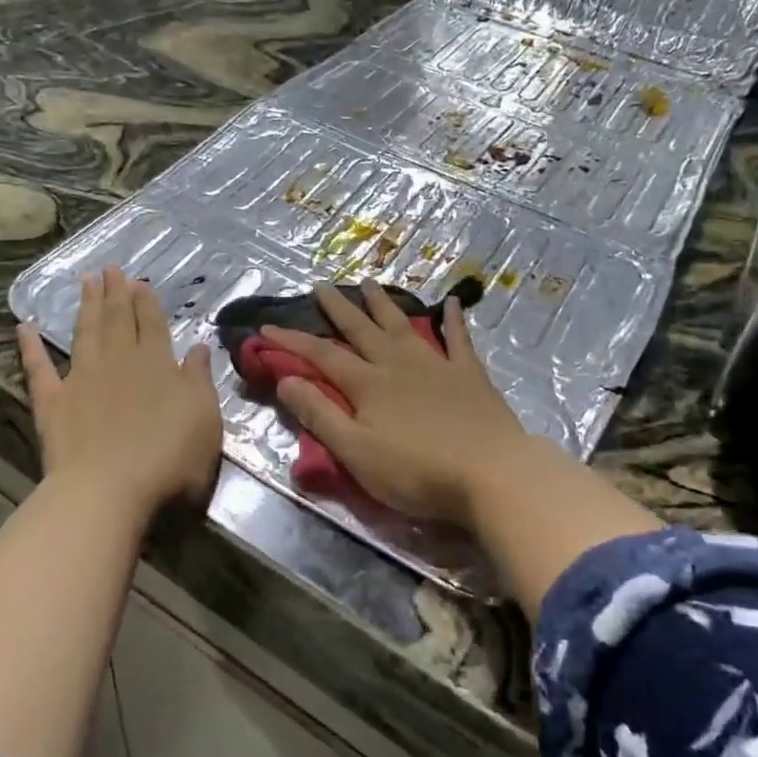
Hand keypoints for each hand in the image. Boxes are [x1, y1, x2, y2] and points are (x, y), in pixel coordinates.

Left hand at [18, 267, 222, 519]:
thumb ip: (200, 380)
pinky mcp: (52, 402)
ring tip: (86, 281)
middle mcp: (119, 360)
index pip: (153, 324)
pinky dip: (30, 347)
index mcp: (157, 363)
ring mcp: (82, 378)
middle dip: (116, 293)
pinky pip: (38, 368)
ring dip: (86, 306)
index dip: (146, 301)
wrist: (109, 491)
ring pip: (86, 332)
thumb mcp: (205, 419)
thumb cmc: (169, 459)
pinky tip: (24, 327)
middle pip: (118, 319)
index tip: (139, 281)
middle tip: (110, 268)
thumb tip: (198, 347)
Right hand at [262, 281, 535, 526]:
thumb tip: (286, 379)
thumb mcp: (356, 452)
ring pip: (402, 325)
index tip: (266, 327)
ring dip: (383, 304)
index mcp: (367, 384)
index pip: (321, 356)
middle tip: (321, 285)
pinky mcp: (469, 374)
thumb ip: (320, 414)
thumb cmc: (417, 471)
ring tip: (369, 283)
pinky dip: (453, 319)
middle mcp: (397, 364)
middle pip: (361, 329)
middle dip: (338, 308)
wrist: (491, 473)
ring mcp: (436, 364)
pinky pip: (458, 339)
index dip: (292, 341)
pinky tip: (451, 301)